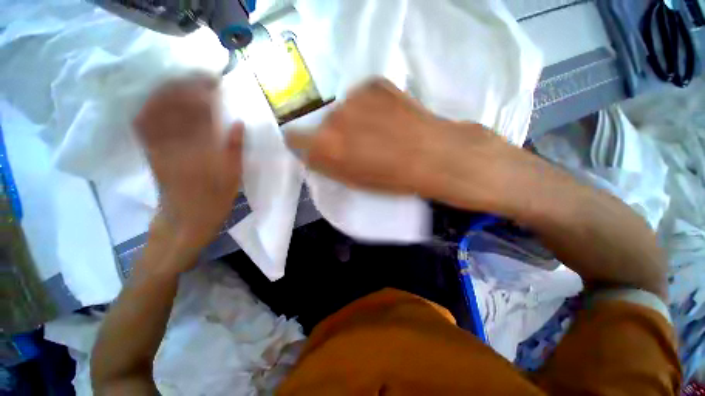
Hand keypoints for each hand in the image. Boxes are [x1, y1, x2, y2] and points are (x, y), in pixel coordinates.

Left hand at [134, 75, 242, 268]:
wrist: (185, 220)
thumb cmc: (214, 201)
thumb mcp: (233, 178)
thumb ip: (235, 149)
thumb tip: (239, 123)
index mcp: (200, 151)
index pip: (200, 113)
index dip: (206, 93)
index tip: (215, 81)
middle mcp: (176, 145)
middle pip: (175, 107)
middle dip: (186, 86)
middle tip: (201, 78)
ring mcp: (159, 147)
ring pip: (157, 111)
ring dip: (168, 93)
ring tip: (183, 83)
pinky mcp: (151, 152)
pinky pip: (144, 125)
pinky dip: (149, 108)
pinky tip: (159, 100)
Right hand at [285, 78, 508, 203]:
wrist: (431, 155)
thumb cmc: (391, 178)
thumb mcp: (352, 181)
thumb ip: (327, 165)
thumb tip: (313, 151)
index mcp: (326, 145)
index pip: (294, 137)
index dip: (304, 143)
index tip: (317, 148)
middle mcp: (333, 116)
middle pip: (323, 122)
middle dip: (334, 133)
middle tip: (358, 143)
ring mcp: (354, 95)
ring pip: (343, 108)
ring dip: (353, 118)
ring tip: (377, 130)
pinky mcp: (374, 82)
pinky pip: (362, 96)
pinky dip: (369, 106)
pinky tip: (388, 117)